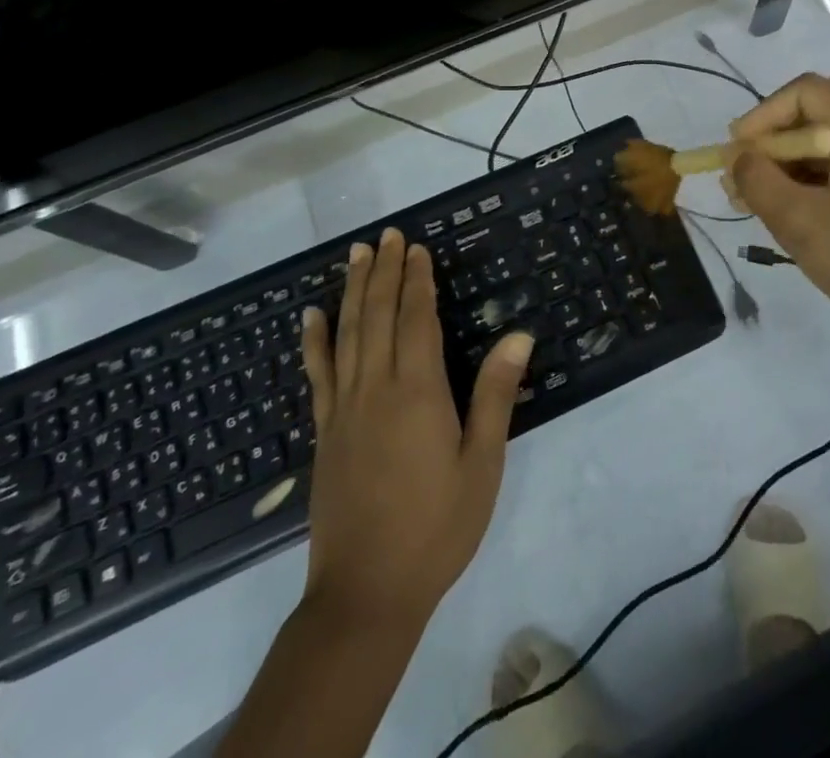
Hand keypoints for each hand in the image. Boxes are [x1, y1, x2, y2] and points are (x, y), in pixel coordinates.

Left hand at [299, 227, 532, 631]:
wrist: (366, 594)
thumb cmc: (436, 527)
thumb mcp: (481, 463)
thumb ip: (496, 394)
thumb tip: (519, 334)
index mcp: (418, 392)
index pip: (416, 319)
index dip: (417, 280)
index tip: (417, 248)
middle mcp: (376, 388)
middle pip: (378, 315)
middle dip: (384, 271)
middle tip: (386, 235)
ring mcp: (343, 409)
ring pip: (347, 334)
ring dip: (352, 290)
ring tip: (356, 254)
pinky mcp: (323, 432)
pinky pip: (317, 374)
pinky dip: (314, 340)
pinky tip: (311, 315)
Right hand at [725, 74, 829, 352]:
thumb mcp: (799, 222)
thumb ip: (758, 180)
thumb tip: (739, 158)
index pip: (808, 91)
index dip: (765, 112)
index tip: (738, 148)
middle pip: (823, 106)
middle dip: (778, 130)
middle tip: (749, 162)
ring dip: (793, 154)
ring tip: (757, 192)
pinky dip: (814, 172)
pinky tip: (789, 204)